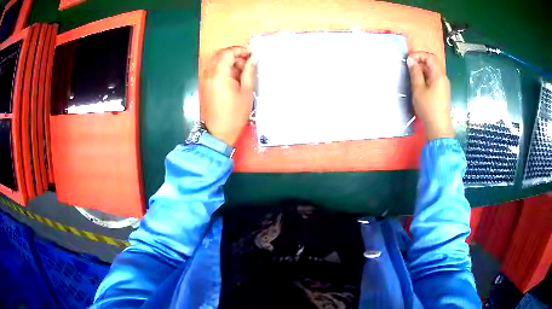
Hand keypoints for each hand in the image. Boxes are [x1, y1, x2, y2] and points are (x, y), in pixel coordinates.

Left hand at [200, 46, 255, 145]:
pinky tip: (235, 79)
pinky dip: (225, 69)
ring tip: (243, 73)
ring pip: (218, 62)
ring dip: (230, 62)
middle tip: (248, 64)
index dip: (241, 51)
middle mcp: (210, 73)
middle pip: (221, 55)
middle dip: (235, 55)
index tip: (251, 56)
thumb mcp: (247, 92)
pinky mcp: (206, 85)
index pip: (228, 53)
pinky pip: (215, 70)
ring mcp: (206, 79)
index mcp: (219, 74)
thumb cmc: (235, 114)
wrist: (218, 132)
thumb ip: (249, 72)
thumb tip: (252, 59)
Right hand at [407, 51, 453, 140]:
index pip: (430, 57)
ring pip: (433, 71)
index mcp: (439, 75)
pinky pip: (434, 79)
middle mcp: (443, 78)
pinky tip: (419, 84)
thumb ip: (415, 73)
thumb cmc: (428, 108)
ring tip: (412, 75)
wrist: (439, 128)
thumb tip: (411, 60)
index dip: (419, 55)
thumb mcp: (418, 89)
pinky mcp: (442, 92)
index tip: (408, 60)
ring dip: (422, 70)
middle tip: (409, 67)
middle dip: (420, 61)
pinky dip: (426, 77)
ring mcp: (444, 85)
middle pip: (433, 63)